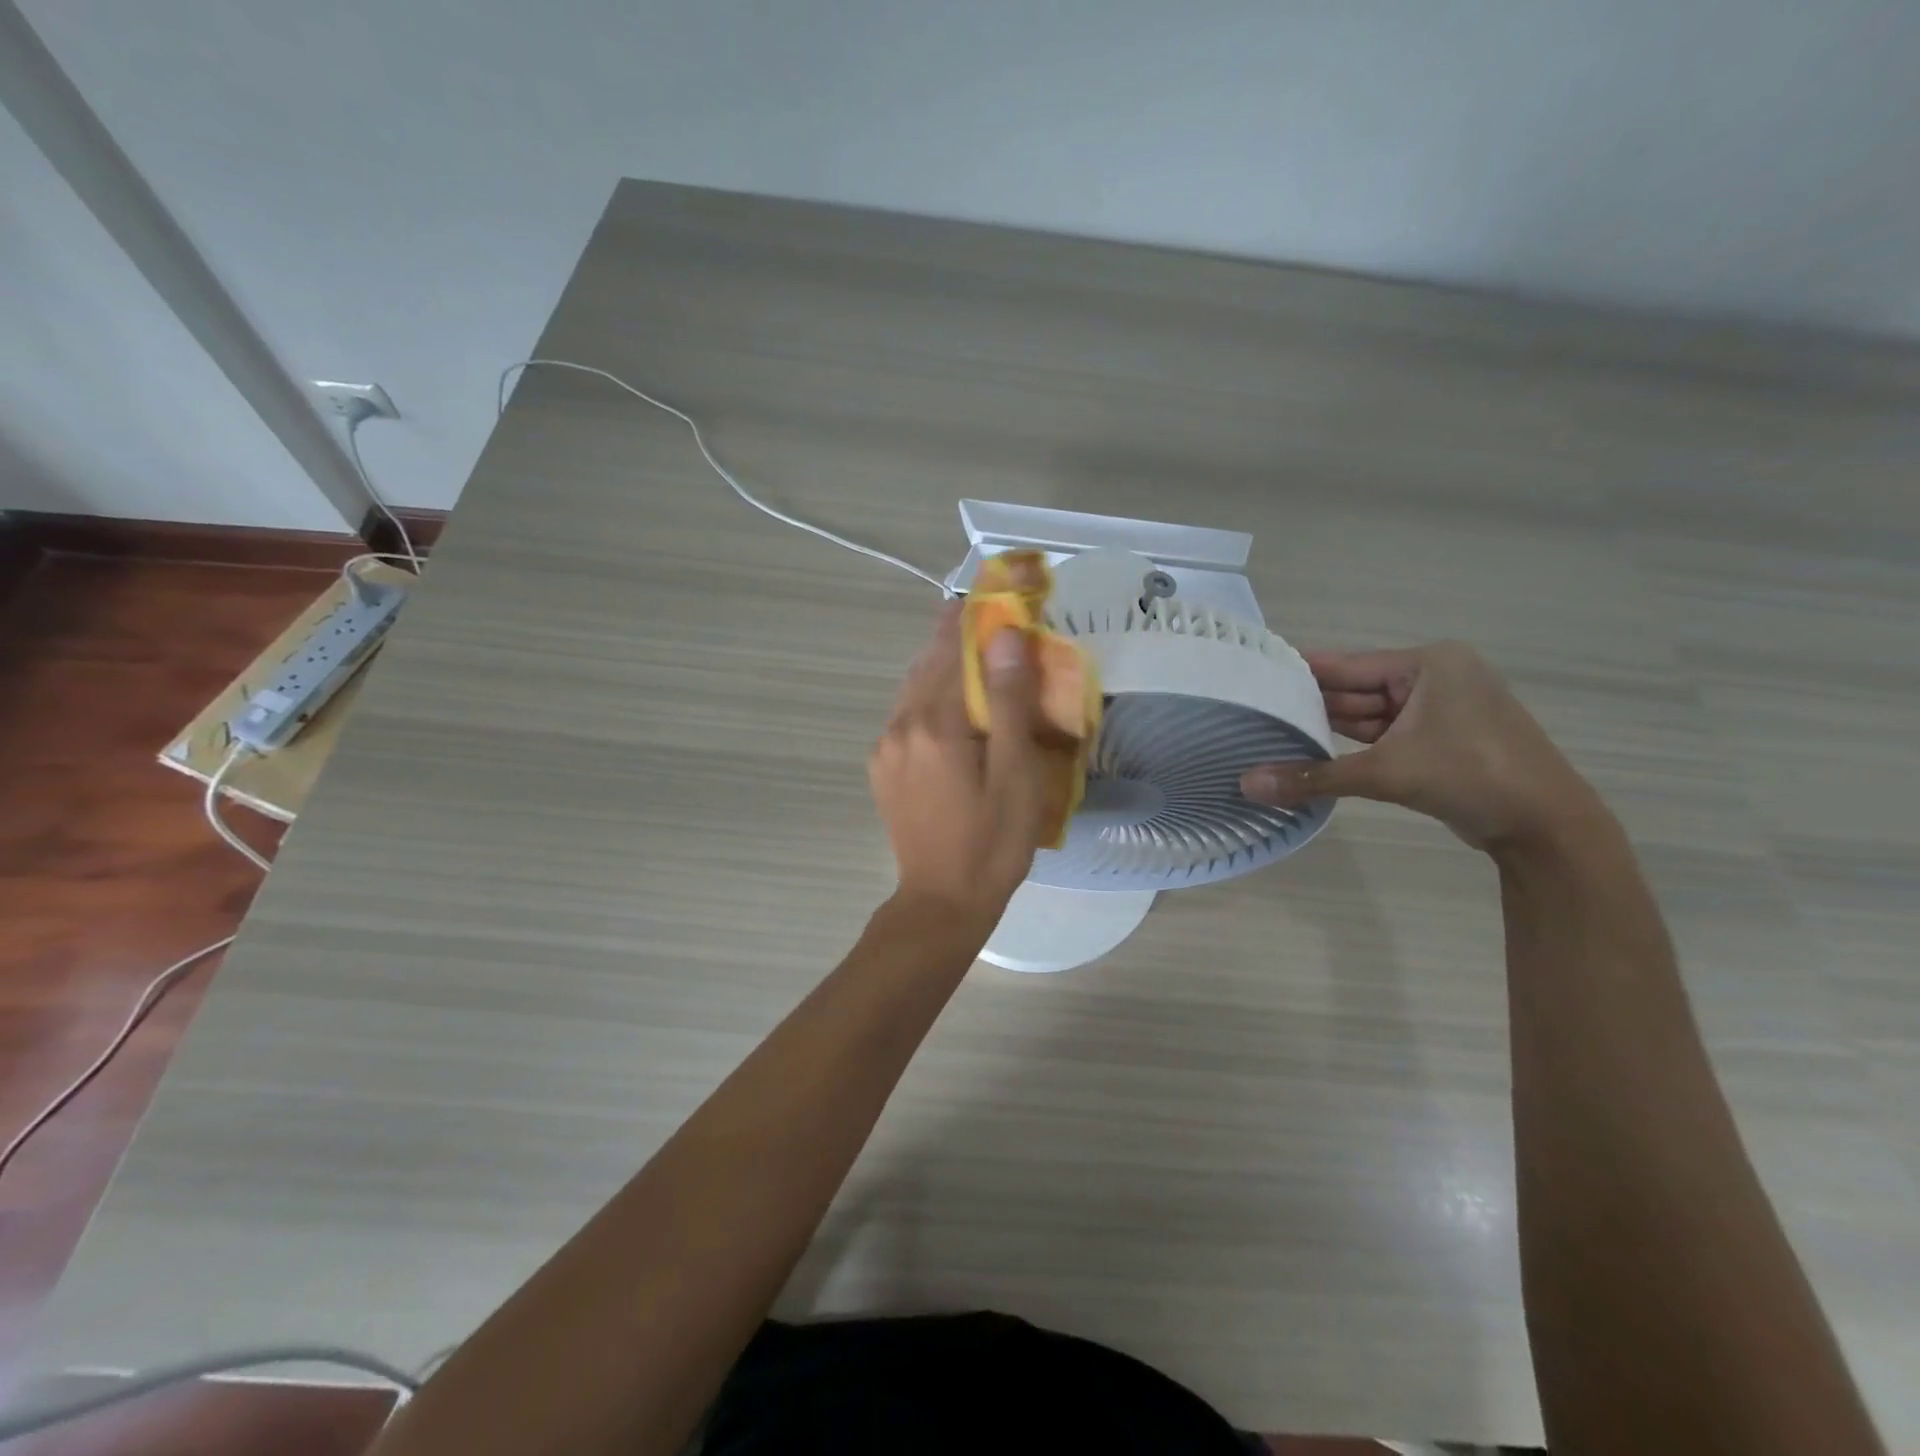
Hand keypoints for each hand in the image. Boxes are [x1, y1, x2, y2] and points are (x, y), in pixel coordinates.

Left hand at [869, 604, 1055, 917]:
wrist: (941, 902)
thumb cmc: (992, 842)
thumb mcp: (1014, 774)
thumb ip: (1007, 702)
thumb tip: (1004, 636)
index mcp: (933, 725)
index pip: (950, 651)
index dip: (971, 618)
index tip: (991, 593)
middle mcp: (899, 726)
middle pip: (926, 665)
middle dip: (956, 638)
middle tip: (989, 620)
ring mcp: (885, 748)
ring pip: (913, 689)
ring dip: (942, 668)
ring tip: (974, 656)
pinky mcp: (882, 767)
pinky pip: (906, 715)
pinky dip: (930, 697)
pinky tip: (953, 708)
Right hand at [1240, 641, 1600, 852]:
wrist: (1548, 827)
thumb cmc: (1472, 777)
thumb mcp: (1387, 773)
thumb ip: (1314, 777)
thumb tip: (1247, 786)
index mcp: (1428, 664)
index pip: (1346, 665)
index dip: (1299, 673)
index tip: (1252, 678)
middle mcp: (1434, 677)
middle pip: (1355, 689)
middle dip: (1310, 706)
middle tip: (1254, 714)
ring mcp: (1439, 710)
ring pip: (1368, 715)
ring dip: (1328, 729)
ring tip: (1272, 735)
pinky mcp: (1440, 740)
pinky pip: (1384, 735)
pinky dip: (1353, 747)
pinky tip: (1312, 754)